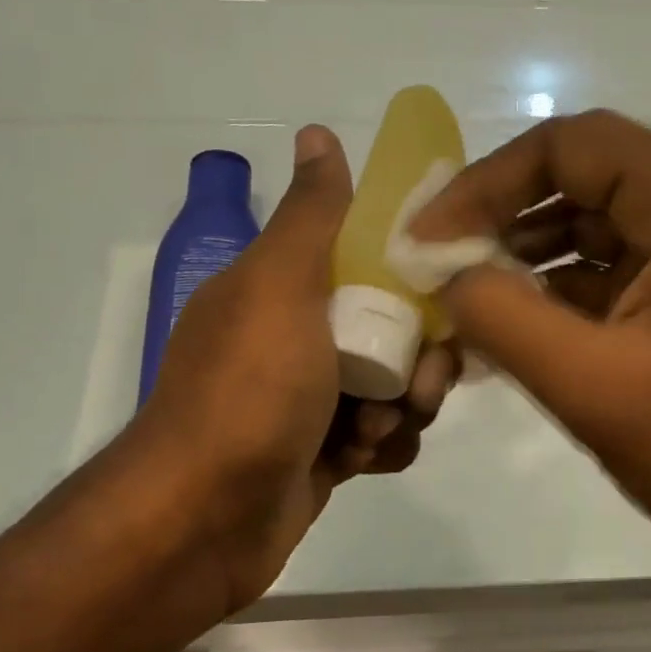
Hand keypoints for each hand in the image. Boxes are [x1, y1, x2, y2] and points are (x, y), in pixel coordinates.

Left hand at [131, 125, 454, 618]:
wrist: (204, 519)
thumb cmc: (249, 392)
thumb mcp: (280, 287)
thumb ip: (310, 215)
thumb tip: (317, 132)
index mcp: (283, 289)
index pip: (369, 260)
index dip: (413, 273)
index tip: (447, 292)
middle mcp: (296, 338)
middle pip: (394, 329)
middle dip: (419, 357)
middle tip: (418, 384)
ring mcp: (310, 400)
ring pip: (394, 387)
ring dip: (402, 408)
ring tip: (373, 433)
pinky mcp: (323, 455)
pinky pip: (381, 437)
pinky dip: (383, 446)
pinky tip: (364, 460)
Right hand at [409, 110, 650, 577]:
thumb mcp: (593, 385)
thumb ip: (504, 318)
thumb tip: (449, 277)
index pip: (569, 146)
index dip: (486, 183)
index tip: (429, 238)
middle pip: (578, 179)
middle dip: (500, 220)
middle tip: (436, 266)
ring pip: (590, 228)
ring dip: (523, 260)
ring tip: (462, 304)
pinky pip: (610, 273)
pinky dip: (556, 295)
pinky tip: (509, 332)